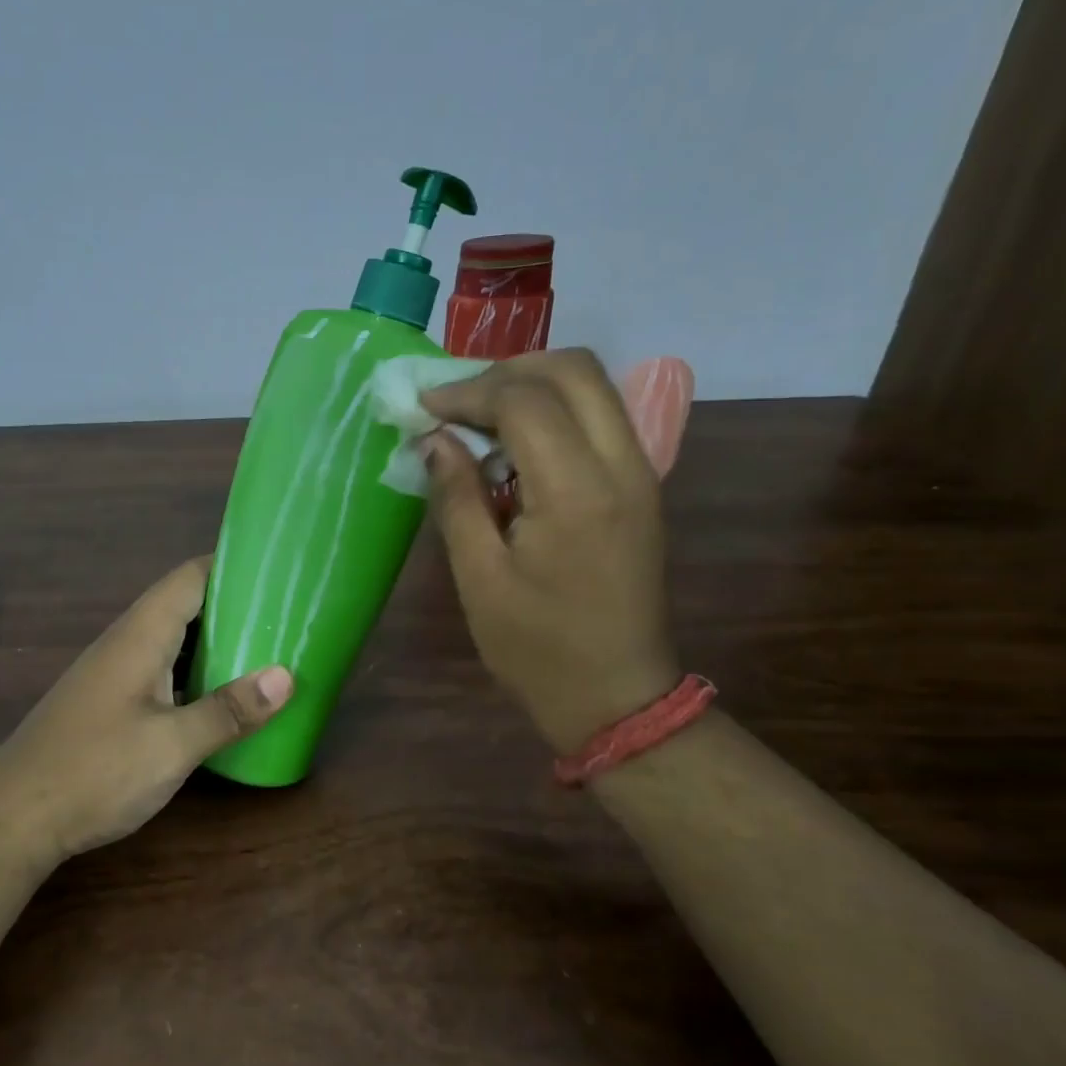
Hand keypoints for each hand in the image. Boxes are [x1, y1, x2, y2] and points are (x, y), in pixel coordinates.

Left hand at [0, 556, 293, 858]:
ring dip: (216, 642)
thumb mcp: (172, 746)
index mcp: (141, 635)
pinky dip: (195, 672)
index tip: (278, 572)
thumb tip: (286, 676)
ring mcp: (114, 673)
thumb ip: (228, 710)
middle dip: (234, 606)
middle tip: (286, 617)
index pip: (190, 577)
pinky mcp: (110, 702)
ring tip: (266, 651)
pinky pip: (162, 669)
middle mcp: (126, 643)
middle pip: (185, 605)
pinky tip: (220, 696)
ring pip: (173, 640)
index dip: (232, 566)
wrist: (12, 820)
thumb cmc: (94, 772)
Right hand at [422, 349, 679, 751]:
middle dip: (506, 370)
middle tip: (457, 402)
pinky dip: (556, 409)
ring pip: (593, 386)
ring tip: (480, 416)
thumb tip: (434, 438)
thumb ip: (457, 497)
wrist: (618, 695)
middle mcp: (622, 465)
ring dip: (533, 384)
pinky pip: (601, 416)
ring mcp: (641, 473)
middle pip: (573, 369)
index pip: (524, 400)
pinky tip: (517, 444)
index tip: (424, 408)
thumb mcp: (480, 578)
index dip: (467, 392)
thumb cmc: (538, 649)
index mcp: (577, 492)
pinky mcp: (642, 486)